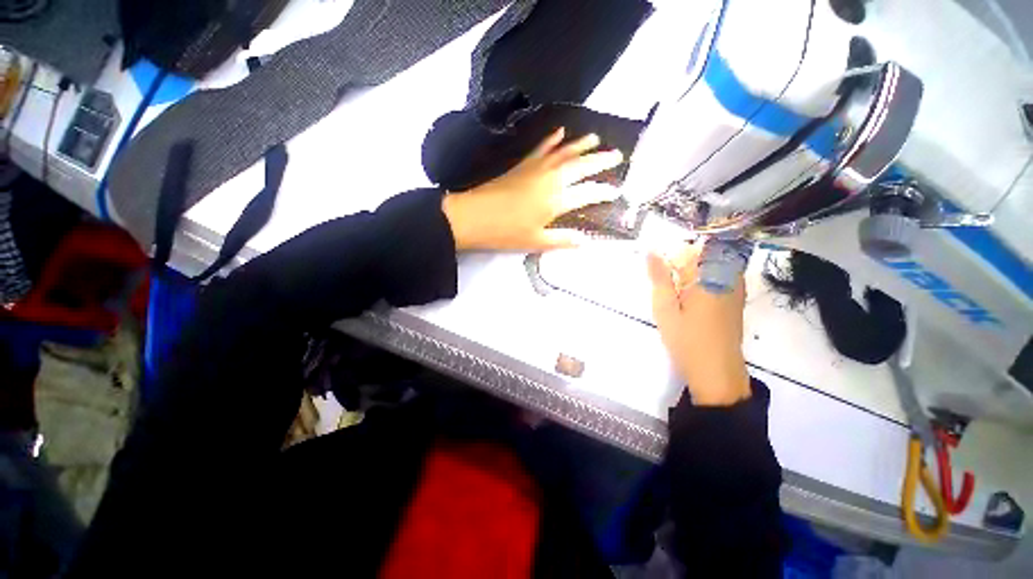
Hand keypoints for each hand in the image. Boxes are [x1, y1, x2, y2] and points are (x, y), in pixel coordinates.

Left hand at [442, 127, 623, 250]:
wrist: (474, 216)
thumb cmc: (506, 232)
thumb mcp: (536, 242)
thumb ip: (562, 240)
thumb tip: (584, 241)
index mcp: (557, 200)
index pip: (588, 193)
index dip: (604, 192)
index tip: (616, 191)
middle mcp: (552, 179)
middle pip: (581, 166)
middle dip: (601, 160)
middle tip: (617, 155)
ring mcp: (537, 168)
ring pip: (564, 152)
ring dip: (581, 144)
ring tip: (595, 138)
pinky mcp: (523, 164)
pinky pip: (541, 148)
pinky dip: (552, 139)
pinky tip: (560, 131)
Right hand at [647, 243, 750, 405]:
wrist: (716, 372)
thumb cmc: (687, 340)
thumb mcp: (665, 308)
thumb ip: (659, 278)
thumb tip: (651, 251)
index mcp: (711, 276)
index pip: (701, 244)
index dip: (681, 246)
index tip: (664, 256)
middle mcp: (729, 278)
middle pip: (710, 252)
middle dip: (685, 258)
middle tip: (667, 277)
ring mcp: (736, 290)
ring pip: (716, 265)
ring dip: (694, 269)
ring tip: (676, 288)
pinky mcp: (736, 301)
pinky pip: (721, 278)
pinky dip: (704, 279)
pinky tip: (689, 296)